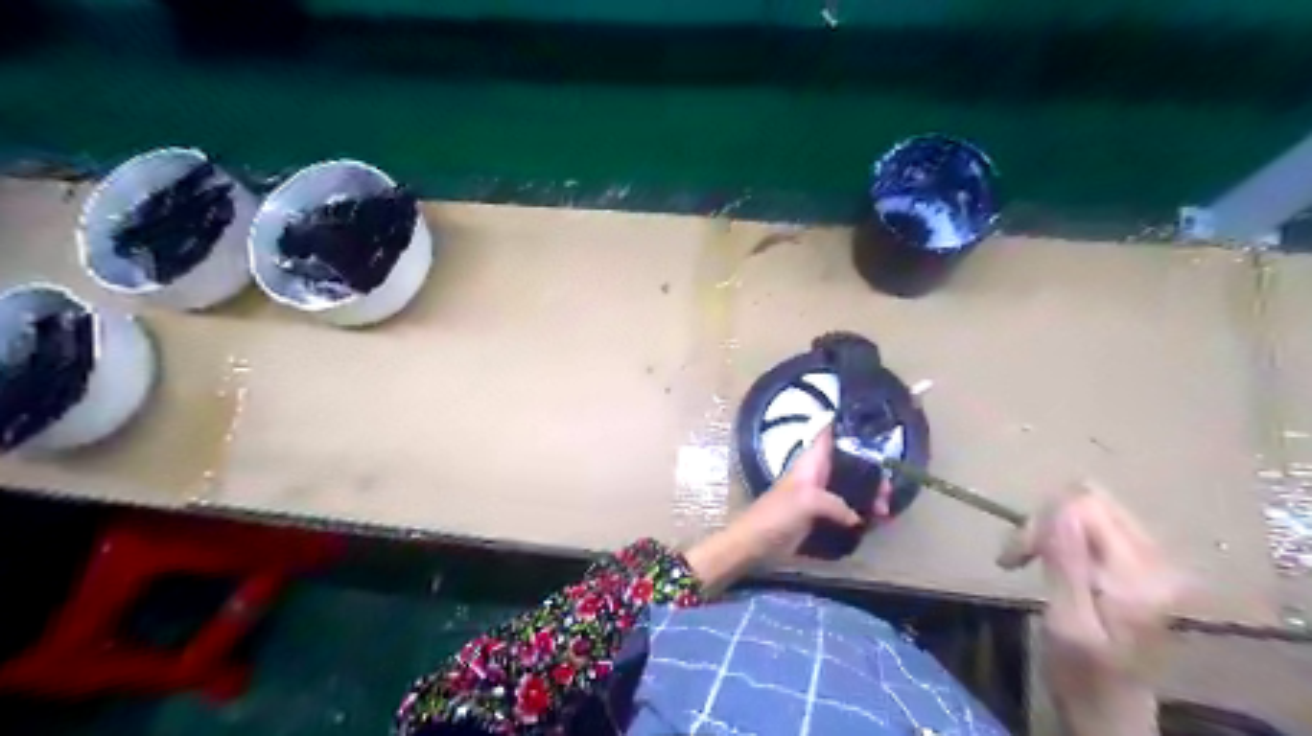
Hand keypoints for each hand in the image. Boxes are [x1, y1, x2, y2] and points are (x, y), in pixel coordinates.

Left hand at [689, 426, 892, 592]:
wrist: (755, 543)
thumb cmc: (776, 514)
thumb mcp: (807, 501)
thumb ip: (836, 504)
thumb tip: (858, 518)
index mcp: (811, 462)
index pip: (828, 434)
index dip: (845, 425)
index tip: (871, 426)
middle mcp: (817, 475)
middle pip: (850, 465)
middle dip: (871, 474)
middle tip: (888, 492)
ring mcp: (819, 497)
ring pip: (851, 489)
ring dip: (869, 498)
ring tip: (886, 513)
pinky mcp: (820, 518)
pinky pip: (847, 512)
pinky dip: (862, 516)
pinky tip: (876, 524)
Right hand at [996, 483, 1190, 734]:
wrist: (1113, 709)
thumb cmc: (1082, 675)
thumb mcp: (1067, 623)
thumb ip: (1067, 564)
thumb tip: (1062, 509)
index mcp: (1138, 575)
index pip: (1086, 505)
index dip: (1042, 520)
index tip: (1016, 555)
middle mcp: (1156, 558)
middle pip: (1090, 499)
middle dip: (1044, 520)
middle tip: (1016, 554)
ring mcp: (1153, 559)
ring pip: (1091, 507)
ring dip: (1050, 526)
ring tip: (1026, 556)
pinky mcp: (1142, 563)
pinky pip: (1096, 523)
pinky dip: (1063, 534)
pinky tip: (1049, 558)